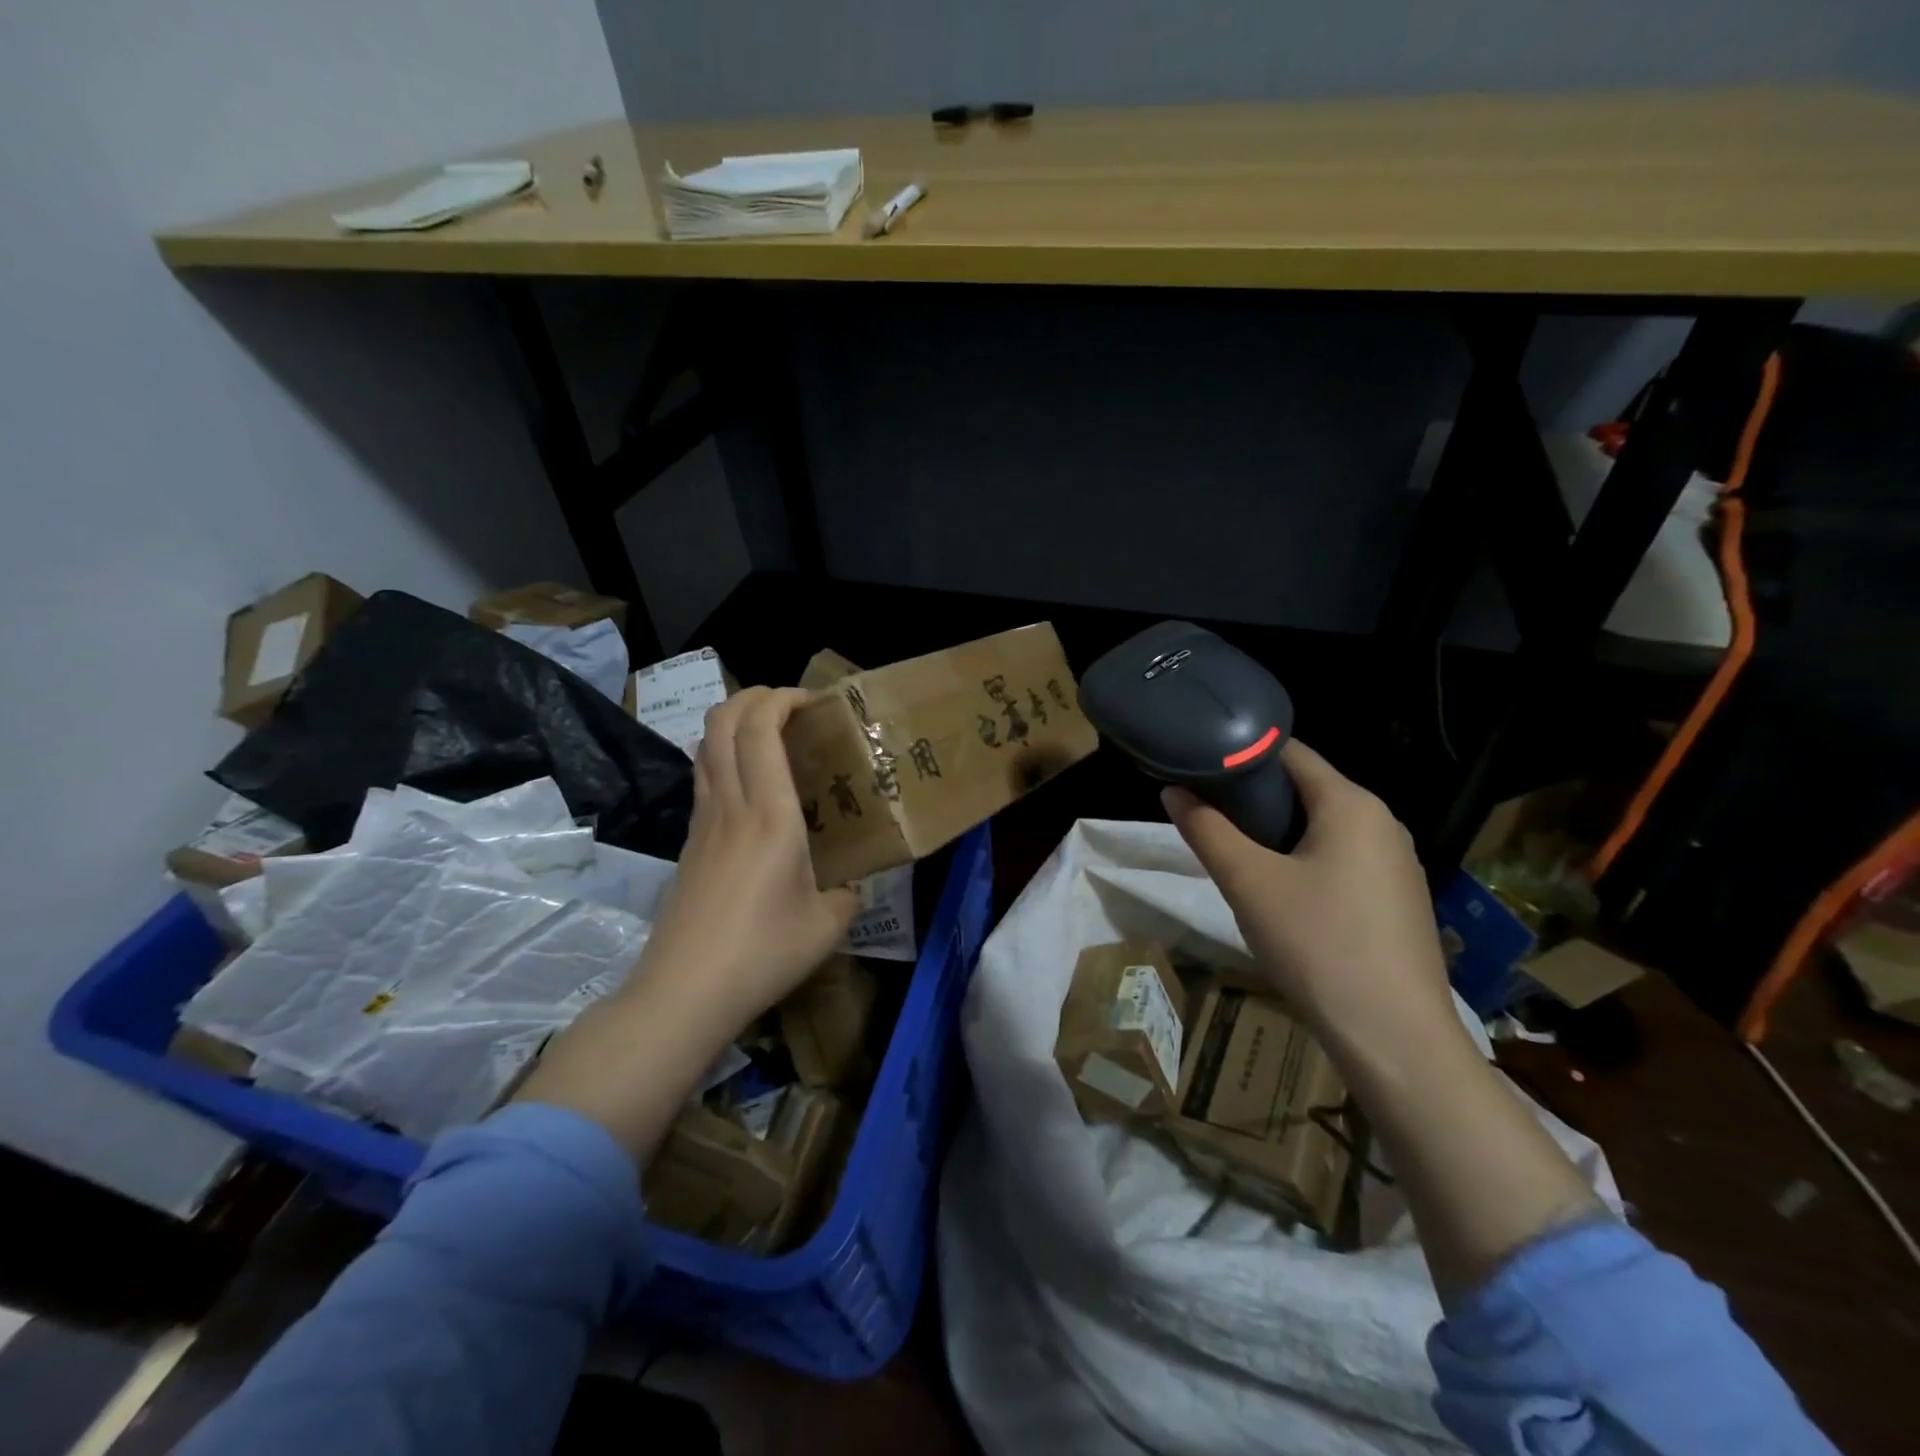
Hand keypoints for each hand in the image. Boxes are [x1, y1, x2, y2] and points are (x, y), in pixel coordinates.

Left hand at [638, 686, 860, 1023]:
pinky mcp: (688, 843)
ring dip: (734, 724)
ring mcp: (702, 823)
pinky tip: (751, 789)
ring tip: (770, 738)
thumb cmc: (763, 953)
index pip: (760, 730)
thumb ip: (847, 893)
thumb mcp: (827, 925)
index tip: (812, 701)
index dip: (781, 698)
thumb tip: (849, 885)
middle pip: (722, 722)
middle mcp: (730, 806)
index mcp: (770, 816)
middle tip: (789, 707)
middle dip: (753, 697)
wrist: (685, 992)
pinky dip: (724, 758)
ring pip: (705, 747)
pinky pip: (703, 779)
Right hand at [1162, 739, 1457, 1054]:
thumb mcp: (1248, 883)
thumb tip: (1173, 791)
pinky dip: (1305, 861)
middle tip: (1208, 816)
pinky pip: (1343, 859)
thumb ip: (1206, 830)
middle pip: (1306, 789)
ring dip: (1277, 833)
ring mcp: (1397, 863)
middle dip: (1254, 798)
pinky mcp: (1398, 899)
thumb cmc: (1317, 945)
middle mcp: (1382, 822)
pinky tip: (1281, 894)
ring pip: (1323, 827)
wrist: (1395, 1038)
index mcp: (1351, 804)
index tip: (1199, 769)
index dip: (1240, 755)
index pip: (1289, 753)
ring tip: (1235, 853)